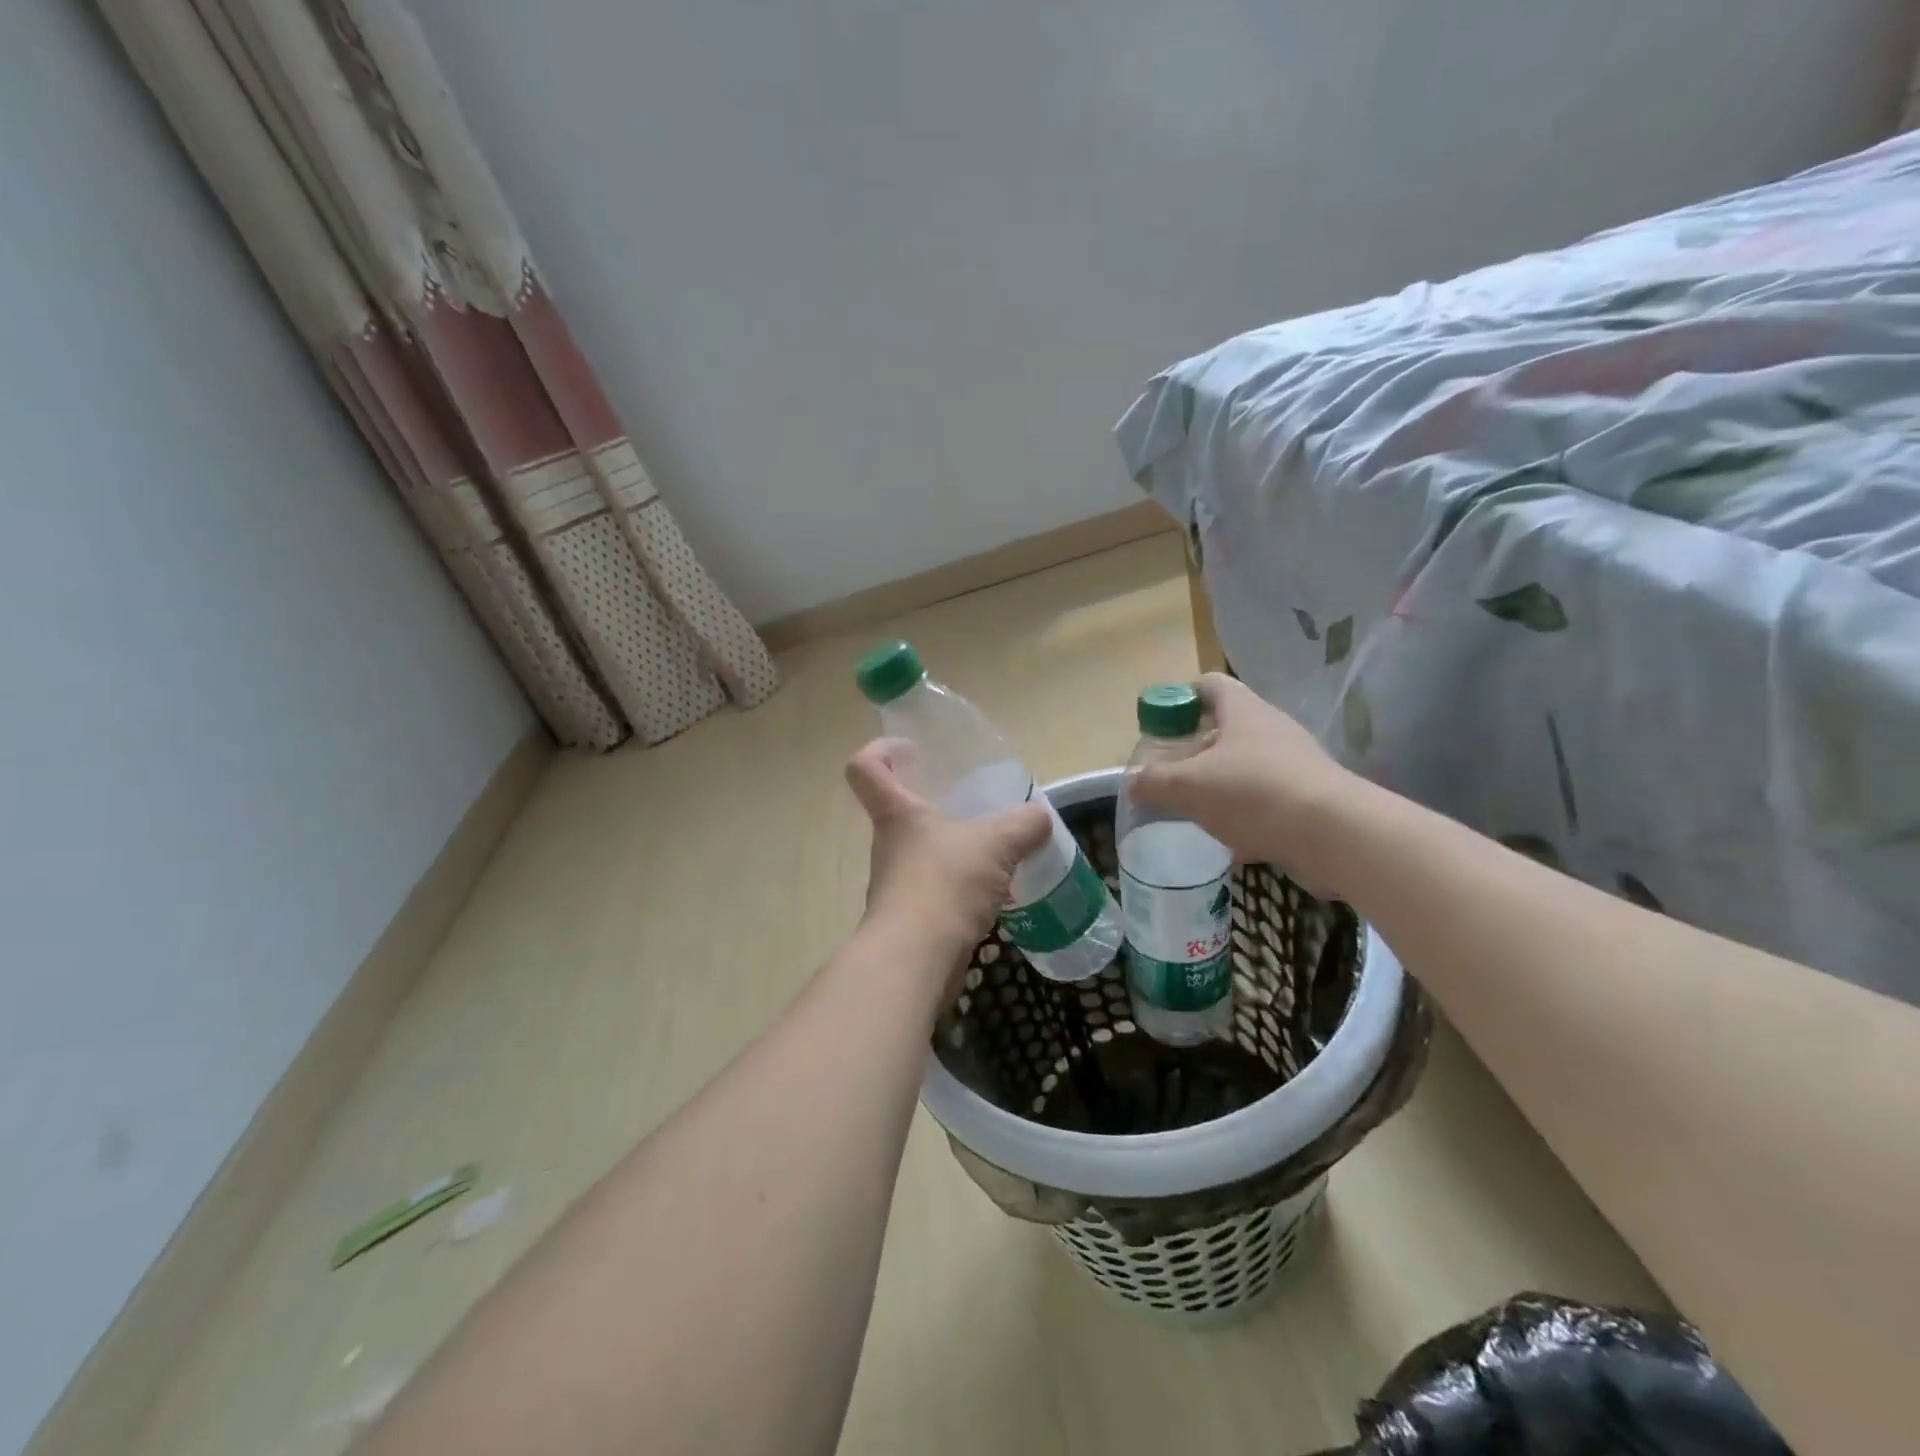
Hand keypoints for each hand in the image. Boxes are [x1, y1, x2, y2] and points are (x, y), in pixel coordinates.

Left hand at [845, 739, 1052, 961]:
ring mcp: (896, 884)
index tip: (911, 750)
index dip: (881, 751)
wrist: (917, 959)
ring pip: (922, 854)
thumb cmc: (946, 883)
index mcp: (897, 814)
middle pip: (899, 812)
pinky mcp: (910, 918)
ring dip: (952, 850)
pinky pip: (936, 890)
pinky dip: (961, 888)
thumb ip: (1024, 824)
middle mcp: (889, 845)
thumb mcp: (996, 842)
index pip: (866, 769)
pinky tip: (993, 893)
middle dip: (933, 805)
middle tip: (972, 806)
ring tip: (993, 853)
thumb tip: (1040, 818)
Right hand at [1129, 674, 1360, 892]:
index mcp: (1242, 710)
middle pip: (1225, 727)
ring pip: (1245, 766)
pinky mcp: (1309, 796)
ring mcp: (1294, 763)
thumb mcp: (1188, 786)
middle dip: (1194, 750)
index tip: (1159, 725)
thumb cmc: (1253, 793)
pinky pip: (1266, 799)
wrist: (1335, 835)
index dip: (1180, 698)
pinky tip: (1231, 842)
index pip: (1208, 685)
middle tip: (1169, 774)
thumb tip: (1133, 782)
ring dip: (1218, 784)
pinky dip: (1245, 815)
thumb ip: (1154, 782)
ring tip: (1194, 810)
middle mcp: (1271, 728)